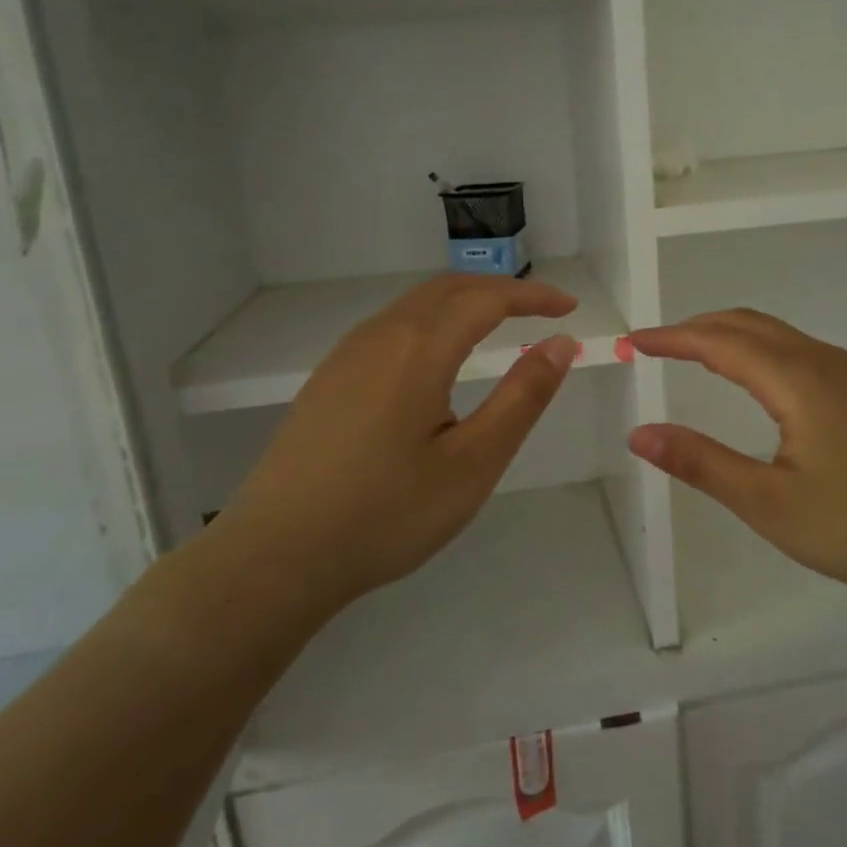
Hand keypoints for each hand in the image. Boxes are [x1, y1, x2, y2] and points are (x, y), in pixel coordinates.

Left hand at [222, 274, 579, 604]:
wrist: (276, 557)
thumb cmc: (387, 514)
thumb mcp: (473, 462)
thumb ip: (522, 397)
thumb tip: (561, 344)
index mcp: (419, 349)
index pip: (487, 299)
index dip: (533, 296)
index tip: (570, 308)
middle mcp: (380, 336)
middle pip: (448, 289)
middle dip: (499, 291)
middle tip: (540, 310)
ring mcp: (346, 356)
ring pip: (414, 306)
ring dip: (463, 303)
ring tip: (497, 325)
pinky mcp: (327, 380)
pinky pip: (390, 328)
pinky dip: (431, 322)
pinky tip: (436, 359)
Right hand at [628, 310, 846, 602]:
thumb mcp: (769, 503)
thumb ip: (701, 464)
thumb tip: (640, 434)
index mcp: (795, 379)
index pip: (718, 341)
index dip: (672, 338)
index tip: (633, 341)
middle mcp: (822, 362)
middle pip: (749, 324)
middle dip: (698, 327)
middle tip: (657, 345)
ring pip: (778, 335)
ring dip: (731, 335)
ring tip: (696, 355)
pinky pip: (800, 351)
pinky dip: (760, 350)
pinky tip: (759, 382)